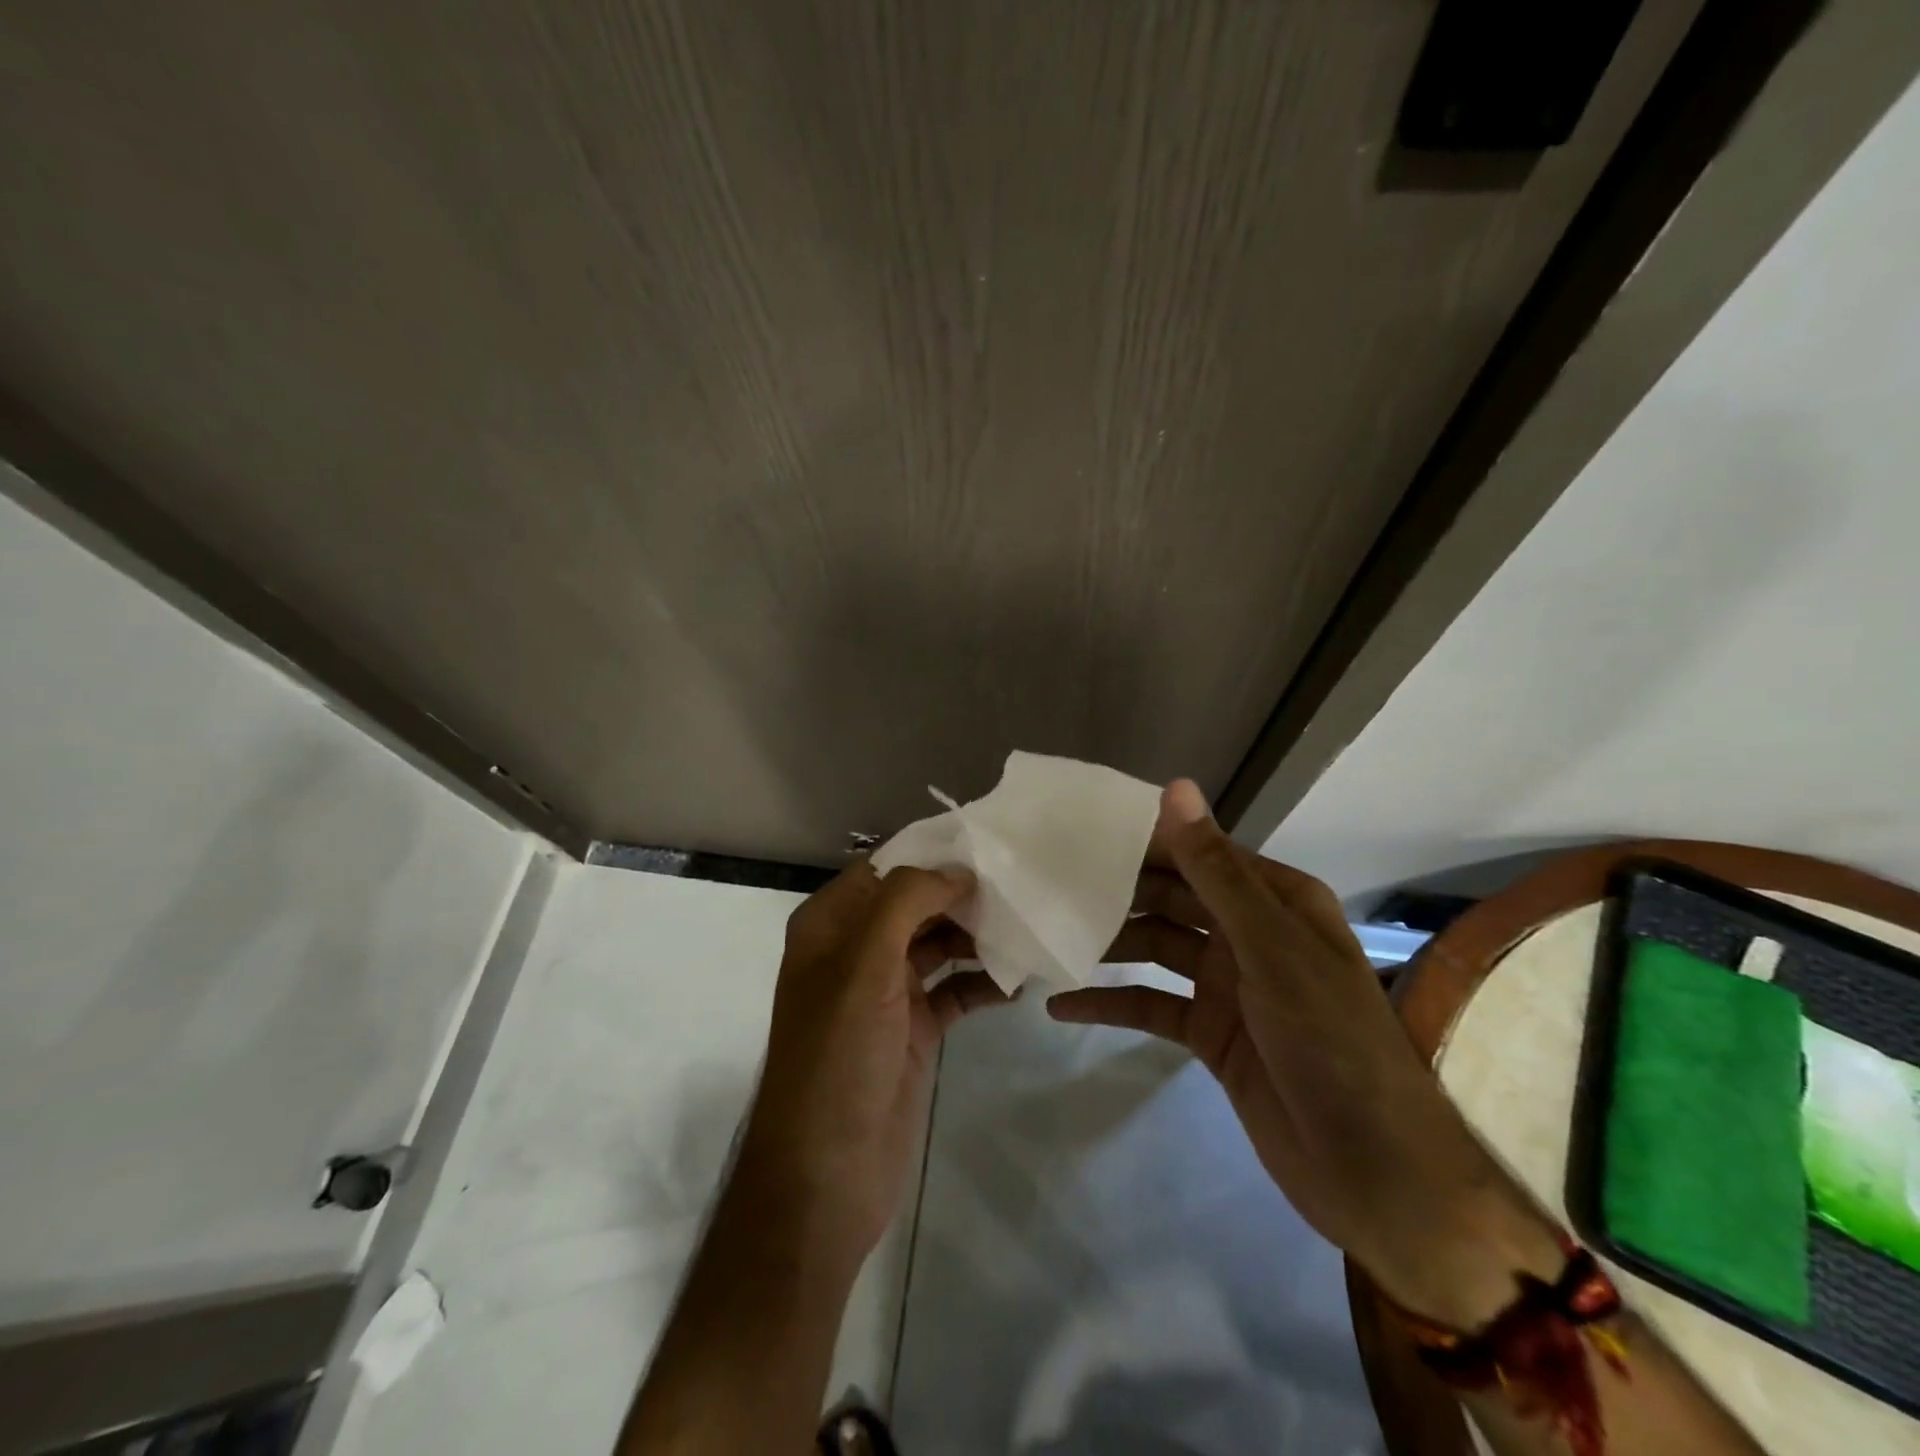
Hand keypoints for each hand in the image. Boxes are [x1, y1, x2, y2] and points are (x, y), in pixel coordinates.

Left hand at [737, 861, 1011, 1267]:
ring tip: (1028, 927)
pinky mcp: (914, 1028)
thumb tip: (958, 871)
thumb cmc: (838, 1059)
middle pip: (916, 903)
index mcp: (831, 925)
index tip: (989, 843)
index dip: (932, 854)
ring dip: (978, 937)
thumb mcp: (864, 967)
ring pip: (939, 944)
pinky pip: (955, 990)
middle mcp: (857, 950)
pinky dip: (984, 982)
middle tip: (1021, 884)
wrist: (827, 1177)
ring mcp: (887, 991)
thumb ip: (906, 904)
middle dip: (963, 893)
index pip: (885, 868)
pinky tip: (1020, 981)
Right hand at [1049, 781, 1562, 1324]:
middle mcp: (1250, 934)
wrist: (1375, 1175)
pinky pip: (1151, 1006)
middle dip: (1118, 892)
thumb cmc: (1331, 1043)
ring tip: (1048, 936)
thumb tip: (1175, 788)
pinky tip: (1061, 1005)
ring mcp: (1229, 985)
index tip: (1079, 831)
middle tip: (1049, 882)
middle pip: (1173, 899)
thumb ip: (1216, 872)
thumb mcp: (1271, 949)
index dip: (1145, 840)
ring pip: (1156, 949)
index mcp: (1276, 900)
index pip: (1200, 853)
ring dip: (1110, 944)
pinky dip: (1111, 1004)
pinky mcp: (1210, 1034)